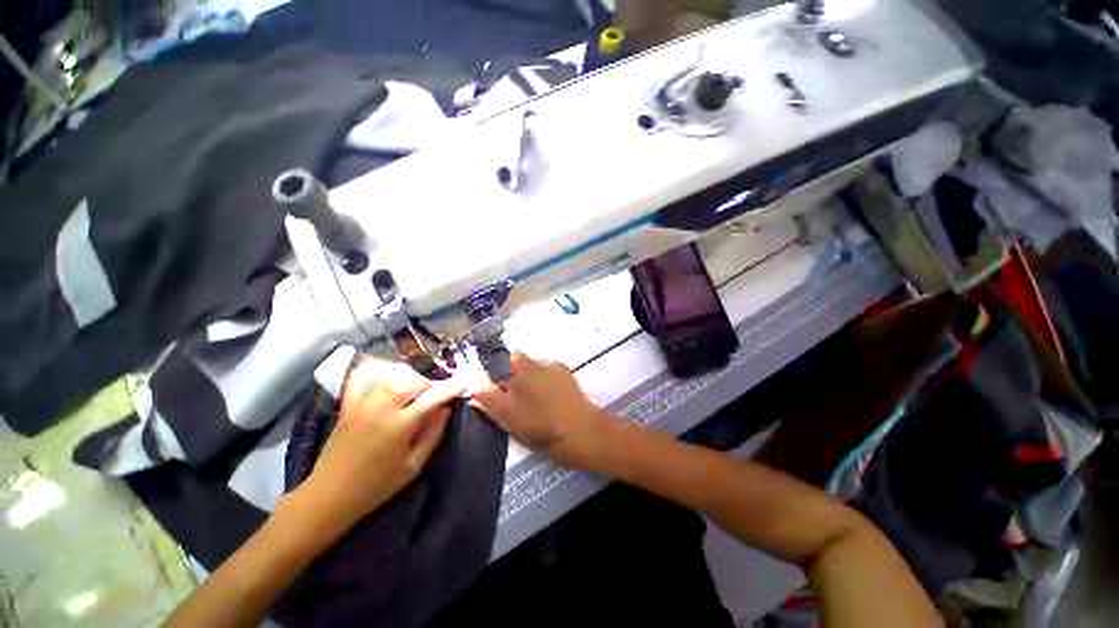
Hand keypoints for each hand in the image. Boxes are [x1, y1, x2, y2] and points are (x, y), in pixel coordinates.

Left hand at [295, 359, 462, 532]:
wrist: (329, 496)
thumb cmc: (376, 486)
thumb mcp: (413, 466)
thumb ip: (433, 434)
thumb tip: (445, 409)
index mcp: (400, 424)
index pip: (433, 397)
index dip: (450, 388)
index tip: (462, 383)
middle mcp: (382, 407)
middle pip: (413, 382)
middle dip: (430, 384)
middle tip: (438, 393)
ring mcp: (363, 404)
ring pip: (392, 378)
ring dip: (409, 380)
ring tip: (415, 391)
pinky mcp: (349, 406)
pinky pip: (364, 381)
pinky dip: (376, 375)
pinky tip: (385, 377)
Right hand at [471, 351, 613, 468]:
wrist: (580, 432)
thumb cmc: (539, 423)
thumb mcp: (507, 416)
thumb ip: (489, 400)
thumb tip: (475, 387)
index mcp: (524, 366)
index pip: (506, 357)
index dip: (500, 371)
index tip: (499, 388)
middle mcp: (542, 361)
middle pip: (522, 366)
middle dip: (517, 380)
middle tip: (516, 403)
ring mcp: (559, 368)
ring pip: (538, 373)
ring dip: (533, 384)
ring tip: (535, 407)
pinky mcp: (571, 379)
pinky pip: (552, 379)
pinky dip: (548, 388)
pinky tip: (551, 406)